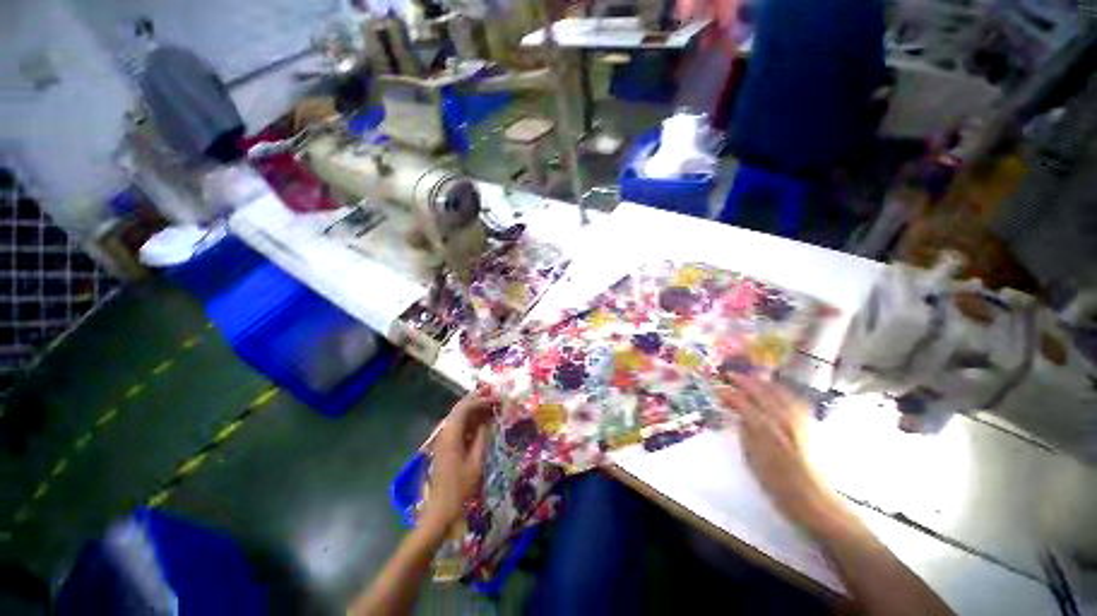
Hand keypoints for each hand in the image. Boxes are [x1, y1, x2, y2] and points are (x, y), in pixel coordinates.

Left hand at [422, 392, 495, 530]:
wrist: (441, 508)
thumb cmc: (460, 487)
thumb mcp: (475, 462)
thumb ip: (481, 438)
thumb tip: (487, 421)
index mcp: (451, 435)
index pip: (464, 408)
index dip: (480, 401)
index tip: (495, 399)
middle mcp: (445, 433)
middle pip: (460, 409)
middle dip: (476, 400)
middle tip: (493, 397)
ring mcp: (444, 439)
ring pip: (459, 416)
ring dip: (474, 409)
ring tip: (490, 406)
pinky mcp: (446, 446)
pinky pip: (458, 426)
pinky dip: (470, 420)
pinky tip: (482, 421)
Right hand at [716, 374, 851, 537]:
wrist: (811, 498)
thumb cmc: (775, 481)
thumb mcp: (751, 456)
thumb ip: (744, 430)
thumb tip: (736, 412)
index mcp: (765, 428)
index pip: (742, 402)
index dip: (728, 393)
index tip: (716, 388)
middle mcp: (782, 419)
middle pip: (761, 391)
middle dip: (744, 381)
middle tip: (730, 375)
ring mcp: (798, 419)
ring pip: (778, 391)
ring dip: (761, 382)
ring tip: (749, 378)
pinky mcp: (808, 423)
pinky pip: (792, 398)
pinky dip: (779, 390)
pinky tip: (774, 391)